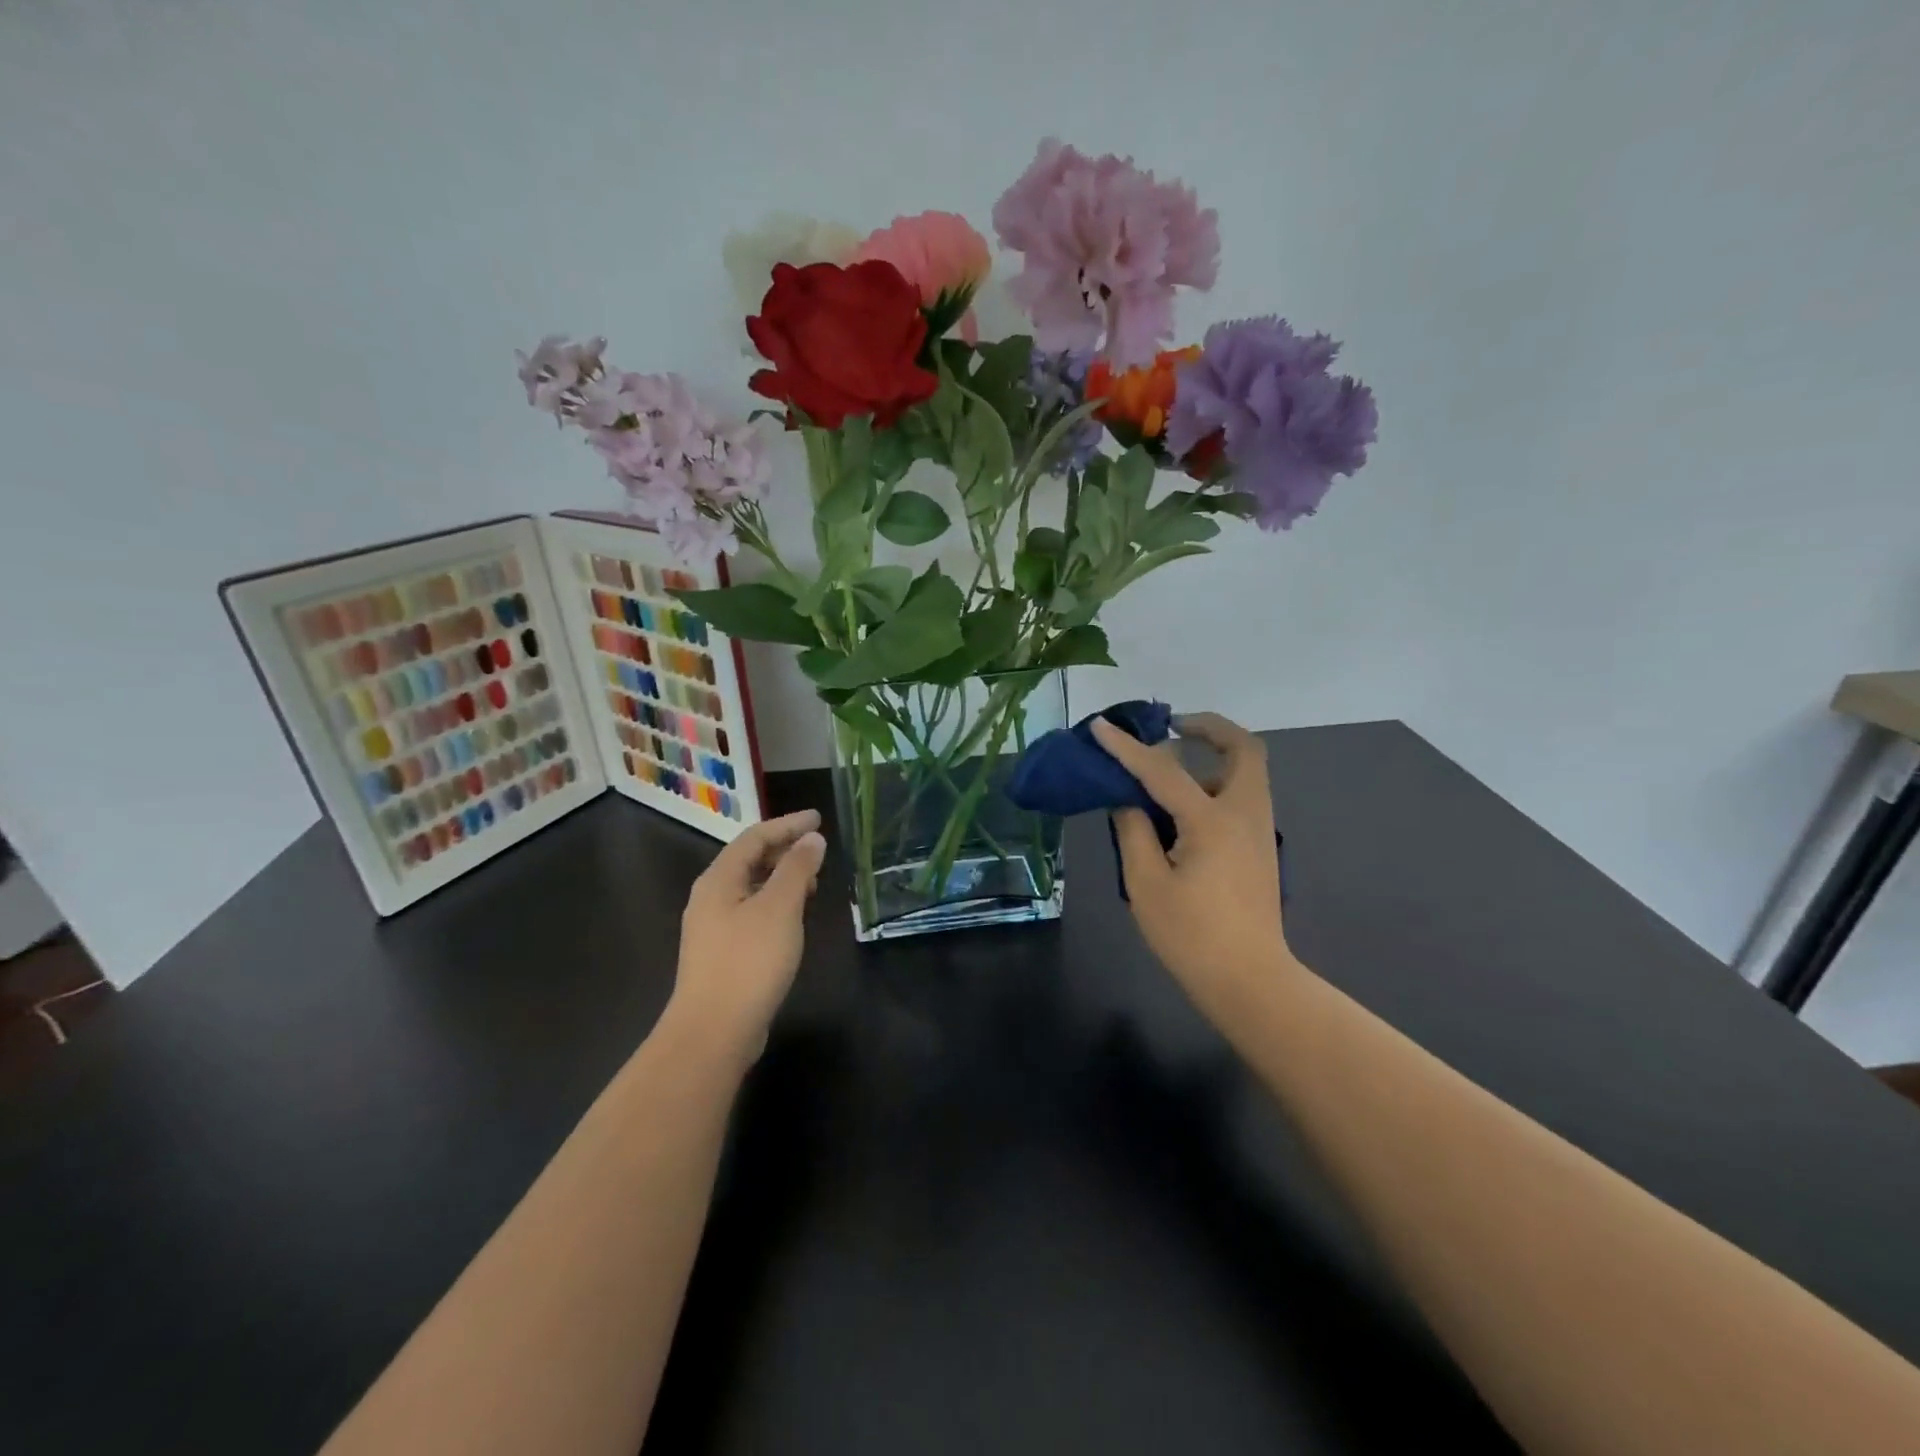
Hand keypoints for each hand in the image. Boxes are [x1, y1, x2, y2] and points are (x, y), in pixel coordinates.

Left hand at [667, 809, 827, 1058]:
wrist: (713, 1032)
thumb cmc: (749, 962)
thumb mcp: (780, 908)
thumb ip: (797, 869)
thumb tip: (812, 838)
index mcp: (719, 879)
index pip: (754, 837)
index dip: (787, 824)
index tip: (818, 818)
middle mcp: (710, 897)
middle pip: (749, 860)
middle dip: (784, 849)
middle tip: (818, 850)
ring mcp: (713, 927)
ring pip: (751, 887)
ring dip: (781, 877)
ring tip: (812, 881)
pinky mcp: (722, 953)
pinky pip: (751, 911)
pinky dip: (775, 902)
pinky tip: (794, 918)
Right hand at [1091, 712, 1295, 1017]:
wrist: (1249, 982)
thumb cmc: (1192, 936)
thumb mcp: (1147, 884)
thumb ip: (1134, 832)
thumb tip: (1126, 801)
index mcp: (1213, 821)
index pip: (1163, 770)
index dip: (1127, 748)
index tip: (1101, 726)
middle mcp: (1245, 815)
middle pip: (1244, 749)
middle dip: (1209, 728)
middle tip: (1172, 728)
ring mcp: (1259, 832)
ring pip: (1247, 772)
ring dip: (1213, 757)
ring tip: (1169, 771)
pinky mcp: (1259, 850)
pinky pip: (1242, 797)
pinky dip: (1216, 784)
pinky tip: (1183, 810)